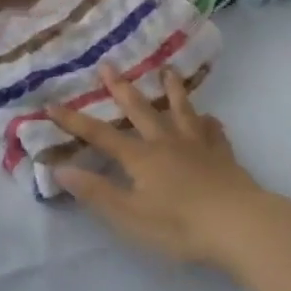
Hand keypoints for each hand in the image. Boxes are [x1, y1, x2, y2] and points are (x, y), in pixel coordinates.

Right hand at [47, 67, 280, 267]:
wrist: (238, 223)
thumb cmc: (179, 225)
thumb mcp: (129, 216)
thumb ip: (96, 192)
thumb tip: (59, 168)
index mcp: (141, 157)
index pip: (101, 135)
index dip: (75, 121)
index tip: (52, 104)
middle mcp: (166, 142)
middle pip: (140, 110)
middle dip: (121, 88)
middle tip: (108, 65)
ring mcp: (198, 145)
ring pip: (181, 110)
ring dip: (171, 90)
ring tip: (167, 71)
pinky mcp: (223, 155)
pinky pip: (215, 132)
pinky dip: (210, 123)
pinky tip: (211, 118)